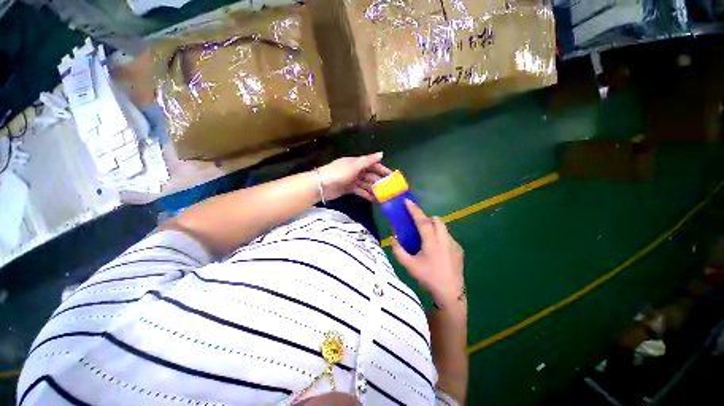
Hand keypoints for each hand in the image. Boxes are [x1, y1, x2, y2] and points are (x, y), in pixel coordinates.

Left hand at [318, 152, 391, 201]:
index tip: (392, 176)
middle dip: (379, 181)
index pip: (372, 165)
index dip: (382, 169)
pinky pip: (360, 191)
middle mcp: (355, 170)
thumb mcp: (353, 166)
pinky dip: (366, 195)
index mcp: (356, 162)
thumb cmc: (338, 173)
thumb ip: (368, 161)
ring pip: (366, 184)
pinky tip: (374, 199)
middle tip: (389, 189)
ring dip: (374, 190)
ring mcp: (352, 180)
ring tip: (383, 197)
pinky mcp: (348, 189)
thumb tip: (382, 154)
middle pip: (370, 175)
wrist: (320, 186)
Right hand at [392, 200, 464, 307]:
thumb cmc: (428, 278)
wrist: (450, 294)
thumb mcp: (409, 266)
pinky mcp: (459, 249)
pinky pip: (448, 236)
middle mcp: (445, 240)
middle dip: (426, 218)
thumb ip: (398, 250)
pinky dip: (440, 236)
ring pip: (443, 227)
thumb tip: (394, 238)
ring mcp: (454, 244)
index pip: (423, 221)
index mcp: (432, 243)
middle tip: (418, 226)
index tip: (407, 201)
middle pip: (437, 220)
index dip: (414, 210)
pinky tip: (436, 250)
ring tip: (426, 238)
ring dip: (434, 227)